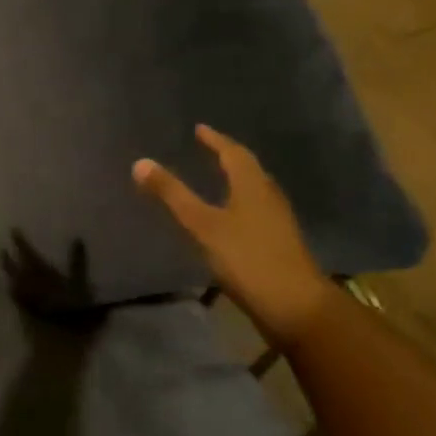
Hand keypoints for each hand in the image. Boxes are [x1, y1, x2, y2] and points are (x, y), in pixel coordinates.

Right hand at [134, 124, 334, 351]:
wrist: (295, 305)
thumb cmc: (247, 259)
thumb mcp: (203, 225)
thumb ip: (172, 195)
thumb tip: (140, 163)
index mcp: (252, 185)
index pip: (233, 152)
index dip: (215, 140)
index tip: (199, 129)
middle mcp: (269, 196)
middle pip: (248, 168)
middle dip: (228, 156)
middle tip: (208, 150)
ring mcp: (277, 220)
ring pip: (255, 189)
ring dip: (236, 180)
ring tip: (217, 178)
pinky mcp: (279, 242)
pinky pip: (257, 210)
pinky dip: (240, 203)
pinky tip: (230, 218)